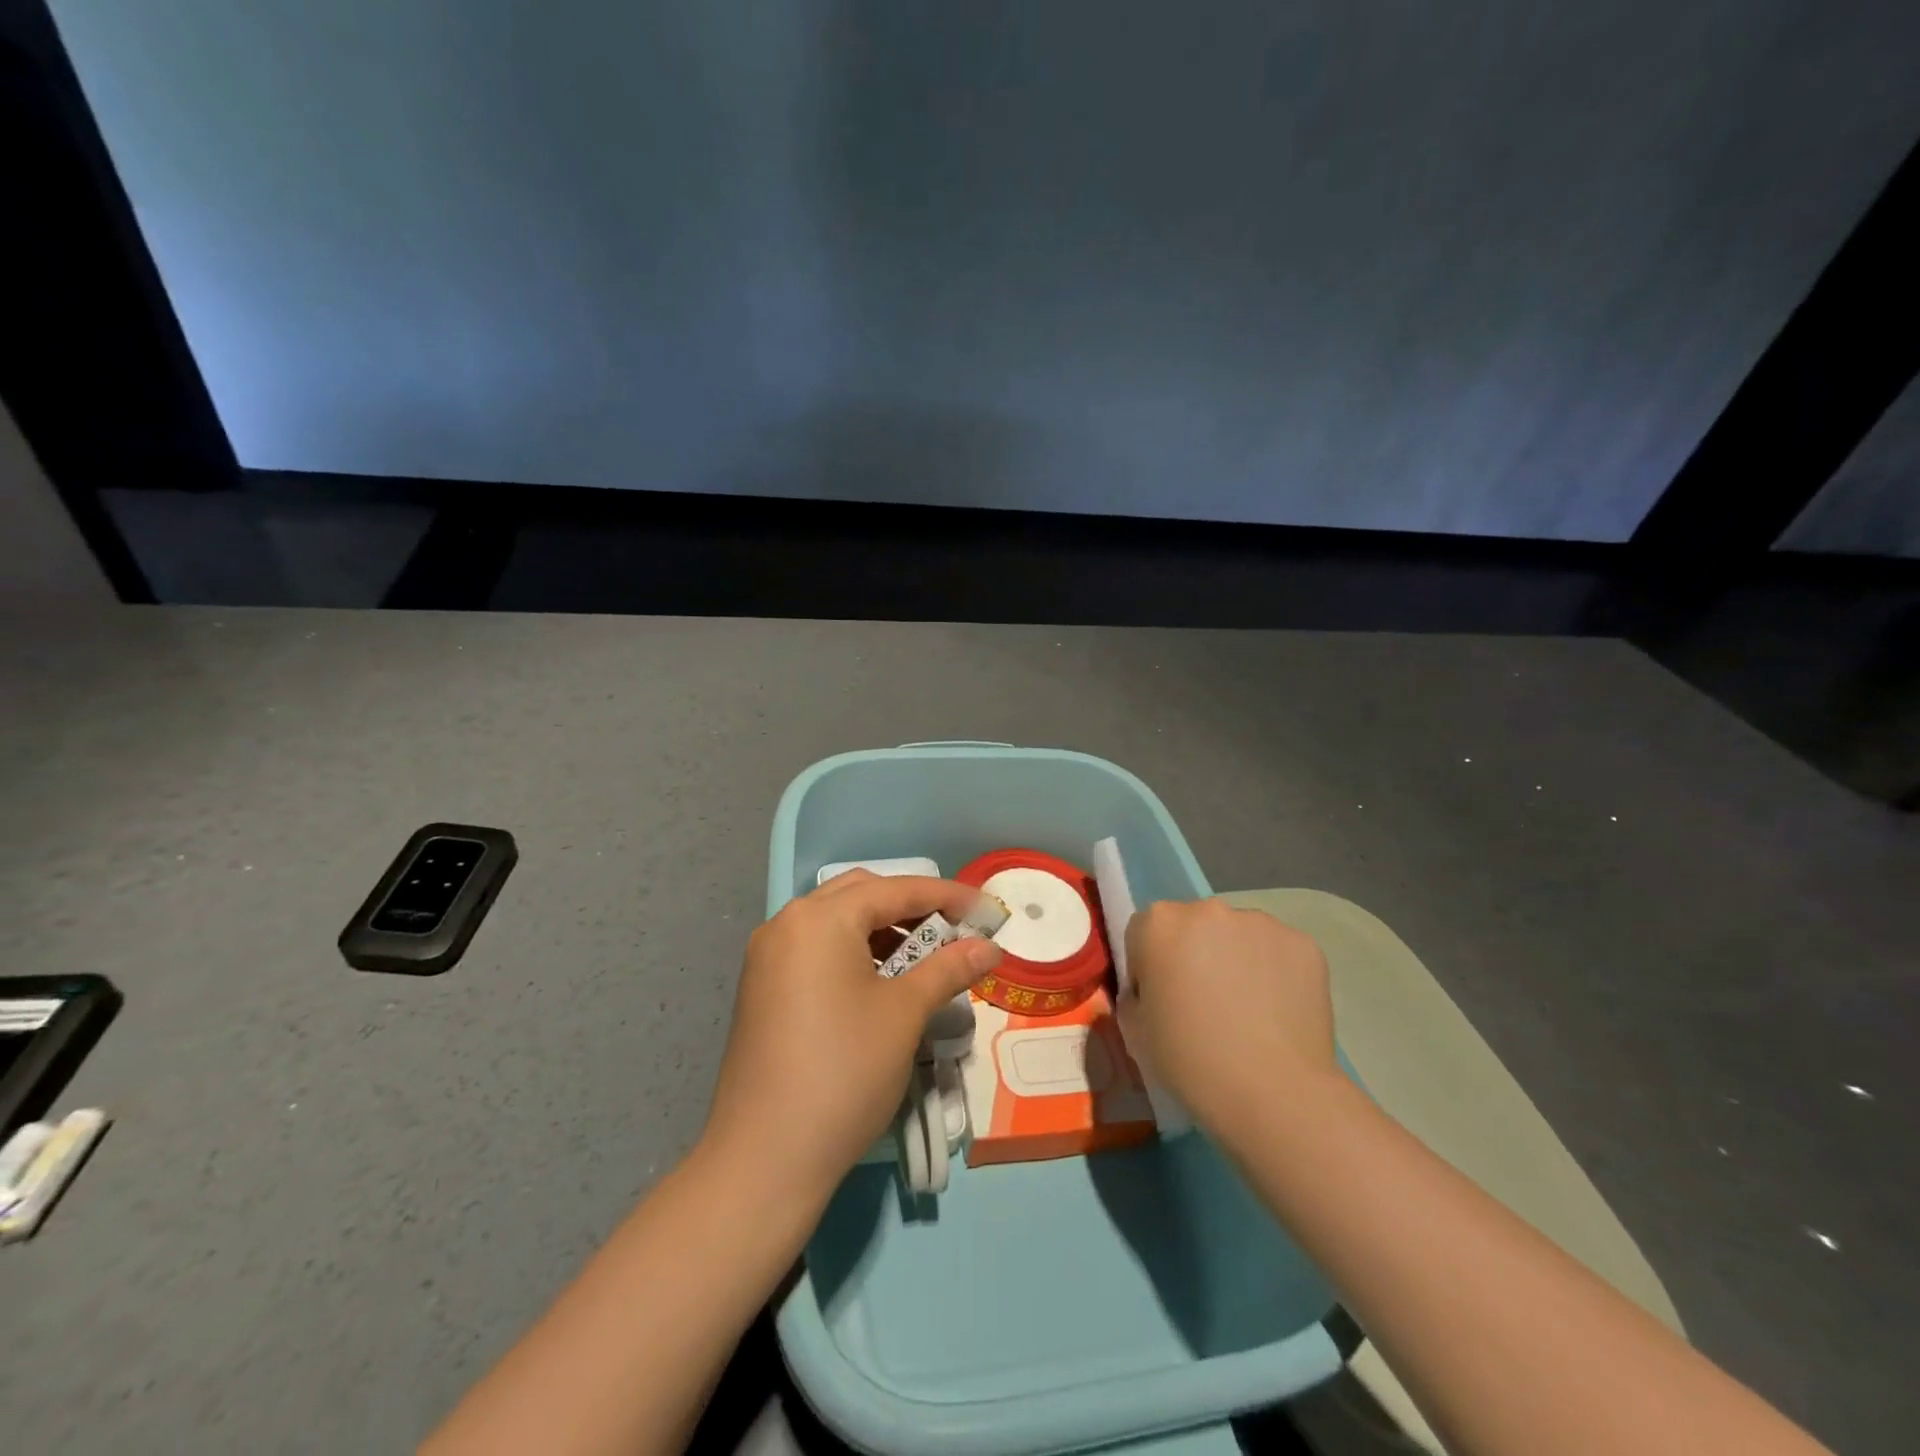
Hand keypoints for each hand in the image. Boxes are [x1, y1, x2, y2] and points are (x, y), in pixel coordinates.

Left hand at [701, 873, 1002, 1205]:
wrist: (764, 1159)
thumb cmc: (844, 1072)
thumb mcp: (905, 1014)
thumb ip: (948, 968)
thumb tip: (989, 946)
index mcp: (820, 918)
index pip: (895, 889)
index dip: (947, 896)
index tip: (988, 910)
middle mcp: (788, 923)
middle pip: (861, 895)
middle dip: (912, 907)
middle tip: (954, 931)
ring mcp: (768, 957)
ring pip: (837, 922)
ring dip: (883, 930)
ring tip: (924, 959)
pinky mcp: (762, 988)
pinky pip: (816, 949)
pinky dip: (854, 952)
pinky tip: (882, 981)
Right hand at [1124, 899, 1335, 1131]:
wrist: (1276, 1094)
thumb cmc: (1191, 1062)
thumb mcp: (1136, 1032)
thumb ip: (1135, 996)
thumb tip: (1152, 991)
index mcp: (1158, 924)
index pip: (1144, 933)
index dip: (1149, 967)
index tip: (1163, 1001)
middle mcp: (1207, 910)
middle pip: (1192, 926)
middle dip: (1194, 954)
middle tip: (1205, 1004)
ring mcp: (1259, 922)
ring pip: (1237, 935)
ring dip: (1235, 959)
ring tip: (1248, 1011)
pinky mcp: (1302, 943)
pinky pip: (1277, 951)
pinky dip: (1274, 972)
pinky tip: (1277, 1012)